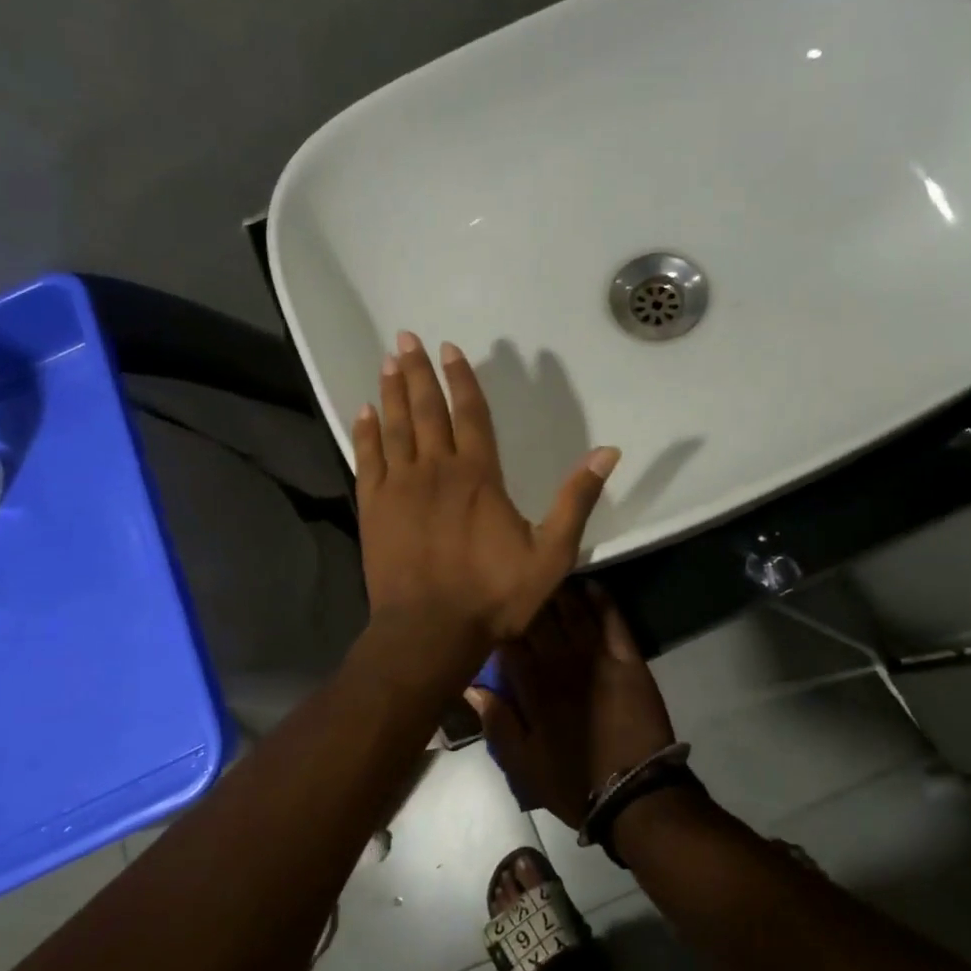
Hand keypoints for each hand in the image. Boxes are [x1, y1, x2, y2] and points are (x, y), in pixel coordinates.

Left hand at [353, 332, 619, 655]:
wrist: (429, 632)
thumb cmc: (493, 595)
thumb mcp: (551, 554)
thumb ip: (575, 500)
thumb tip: (608, 452)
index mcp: (478, 475)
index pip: (470, 414)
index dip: (461, 379)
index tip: (449, 350)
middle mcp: (436, 470)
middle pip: (426, 410)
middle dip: (418, 372)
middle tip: (407, 339)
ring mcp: (400, 487)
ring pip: (395, 428)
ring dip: (391, 393)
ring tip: (388, 361)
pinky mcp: (374, 508)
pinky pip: (367, 460)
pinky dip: (365, 433)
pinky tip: (362, 412)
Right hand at [470, 584, 675, 829]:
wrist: (634, 794)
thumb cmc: (572, 783)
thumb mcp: (521, 765)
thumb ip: (496, 722)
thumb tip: (471, 684)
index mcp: (532, 688)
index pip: (510, 641)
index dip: (501, 620)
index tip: (493, 605)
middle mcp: (560, 663)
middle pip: (540, 618)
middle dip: (529, 597)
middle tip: (520, 578)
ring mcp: (596, 657)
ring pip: (573, 612)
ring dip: (561, 591)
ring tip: (550, 574)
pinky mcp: (627, 659)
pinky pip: (612, 619)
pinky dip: (601, 599)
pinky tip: (591, 585)